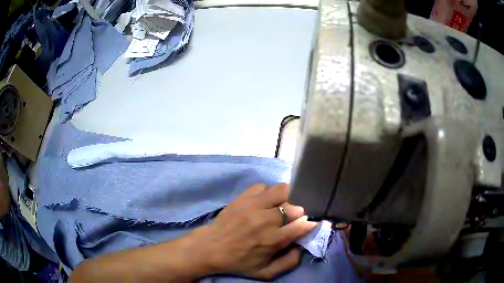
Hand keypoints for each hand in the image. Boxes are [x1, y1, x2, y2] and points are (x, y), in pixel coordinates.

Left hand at [192, 183, 316, 279]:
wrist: (211, 247)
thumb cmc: (239, 261)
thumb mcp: (266, 273)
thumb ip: (289, 263)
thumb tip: (301, 246)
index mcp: (274, 239)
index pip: (302, 224)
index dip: (309, 223)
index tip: (309, 223)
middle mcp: (267, 219)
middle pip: (295, 207)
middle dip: (299, 213)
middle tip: (293, 219)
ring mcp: (254, 205)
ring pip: (281, 190)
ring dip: (286, 198)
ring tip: (281, 206)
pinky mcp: (243, 197)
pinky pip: (263, 186)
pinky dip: (267, 193)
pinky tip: (263, 202)